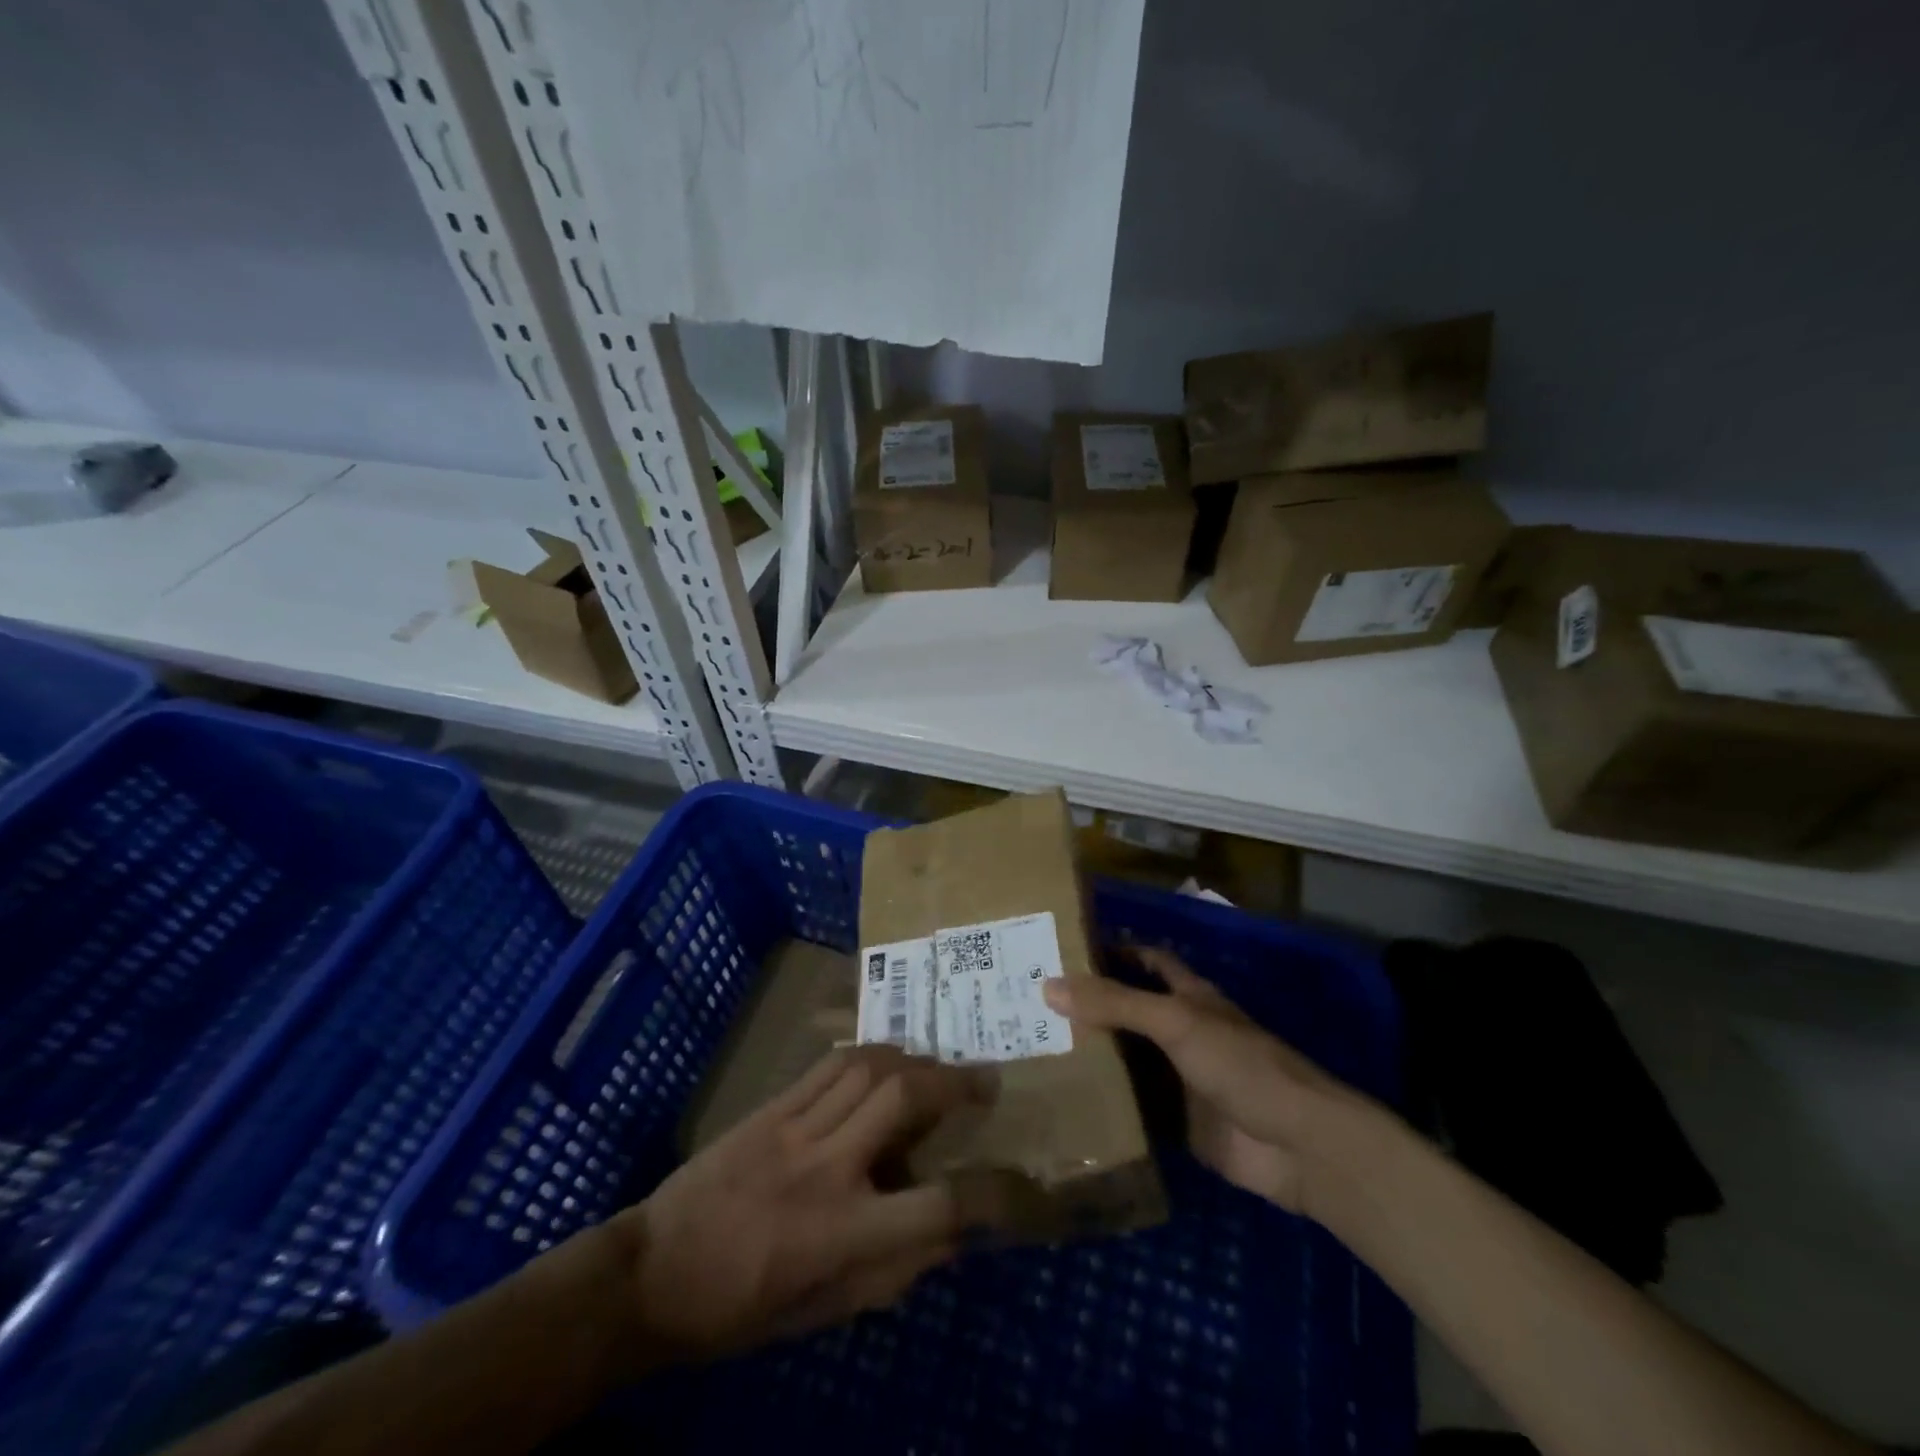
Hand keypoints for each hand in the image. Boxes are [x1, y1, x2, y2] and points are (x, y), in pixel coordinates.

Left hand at [601, 1045, 995, 1368]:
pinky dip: (869, 1055)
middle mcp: (826, 1168)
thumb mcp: (821, 1313)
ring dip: (915, 1059)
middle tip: (983, 1081)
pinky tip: (886, 1058)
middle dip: (954, 1083)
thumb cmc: (740, 1308)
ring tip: (938, 1065)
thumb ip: (890, 1271)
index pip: (934, 1206)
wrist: (654, 1272)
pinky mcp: (771, 1107)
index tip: (1012, 1180)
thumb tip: (949, 1235)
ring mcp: (795, 1128)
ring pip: (870, 1069)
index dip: (985, 1195)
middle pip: (905, 1099)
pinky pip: (831, 1066)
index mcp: (841, 1234)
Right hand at [1043, 947, 1349, 1213]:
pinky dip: (1103, 1105)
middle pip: (1128, 1012)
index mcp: (1188, 998)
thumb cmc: (1241, 1065)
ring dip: (1091, 1056)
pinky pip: (1132, 1110)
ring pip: (1127, 1061)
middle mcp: (1180, 1033)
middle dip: (1088, 1008)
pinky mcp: (1176, 1124)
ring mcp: (1178, 1080)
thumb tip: (1048, 985)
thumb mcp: (1176, 1022)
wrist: (1298, 1146)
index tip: (1063, 949)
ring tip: (1033, 1049)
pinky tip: (1063, 1102)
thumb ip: (1116, 1003)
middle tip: (1030, 1003)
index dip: (1112, 951)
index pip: (1146, 961)